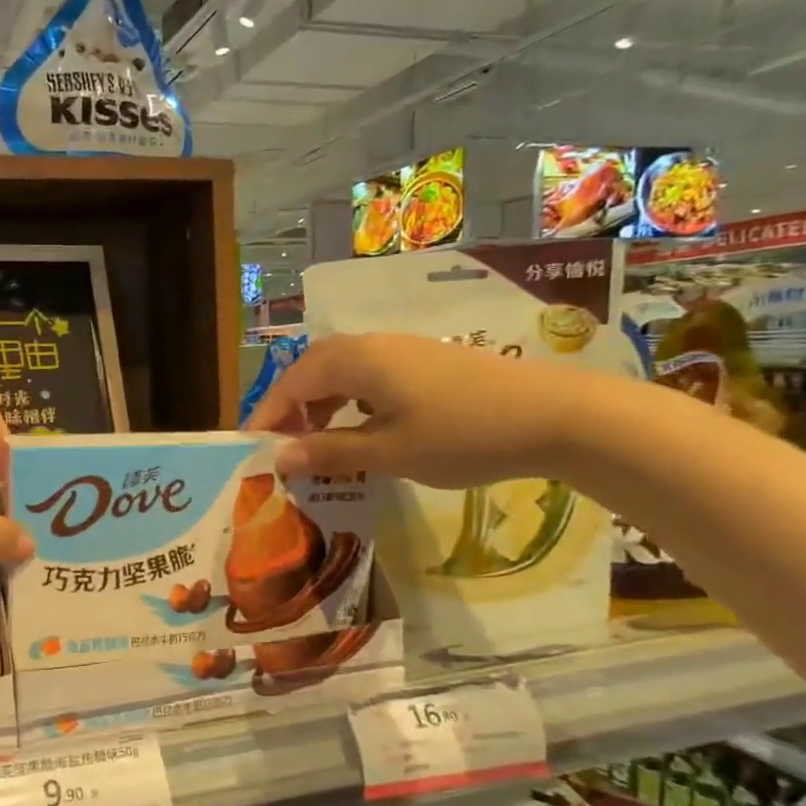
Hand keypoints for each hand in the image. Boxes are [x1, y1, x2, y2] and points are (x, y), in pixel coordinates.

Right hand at [248, 333, 590, 488]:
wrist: (555, 414)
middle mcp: (371, 346)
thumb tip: (279, 458)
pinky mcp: (424, 362)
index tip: (251, 450)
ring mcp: (401, 351)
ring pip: (340, 372)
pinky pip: (367, 376)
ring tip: (315, 443)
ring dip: (319, 404)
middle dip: (290, 408)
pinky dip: (349, 401)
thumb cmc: (463, 434)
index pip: (291, 384)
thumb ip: (329, 451)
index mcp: (355, 361)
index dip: (267, 416)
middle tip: (282, 447)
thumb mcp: (389, 451)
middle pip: (311, 371)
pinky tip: (359, 428)